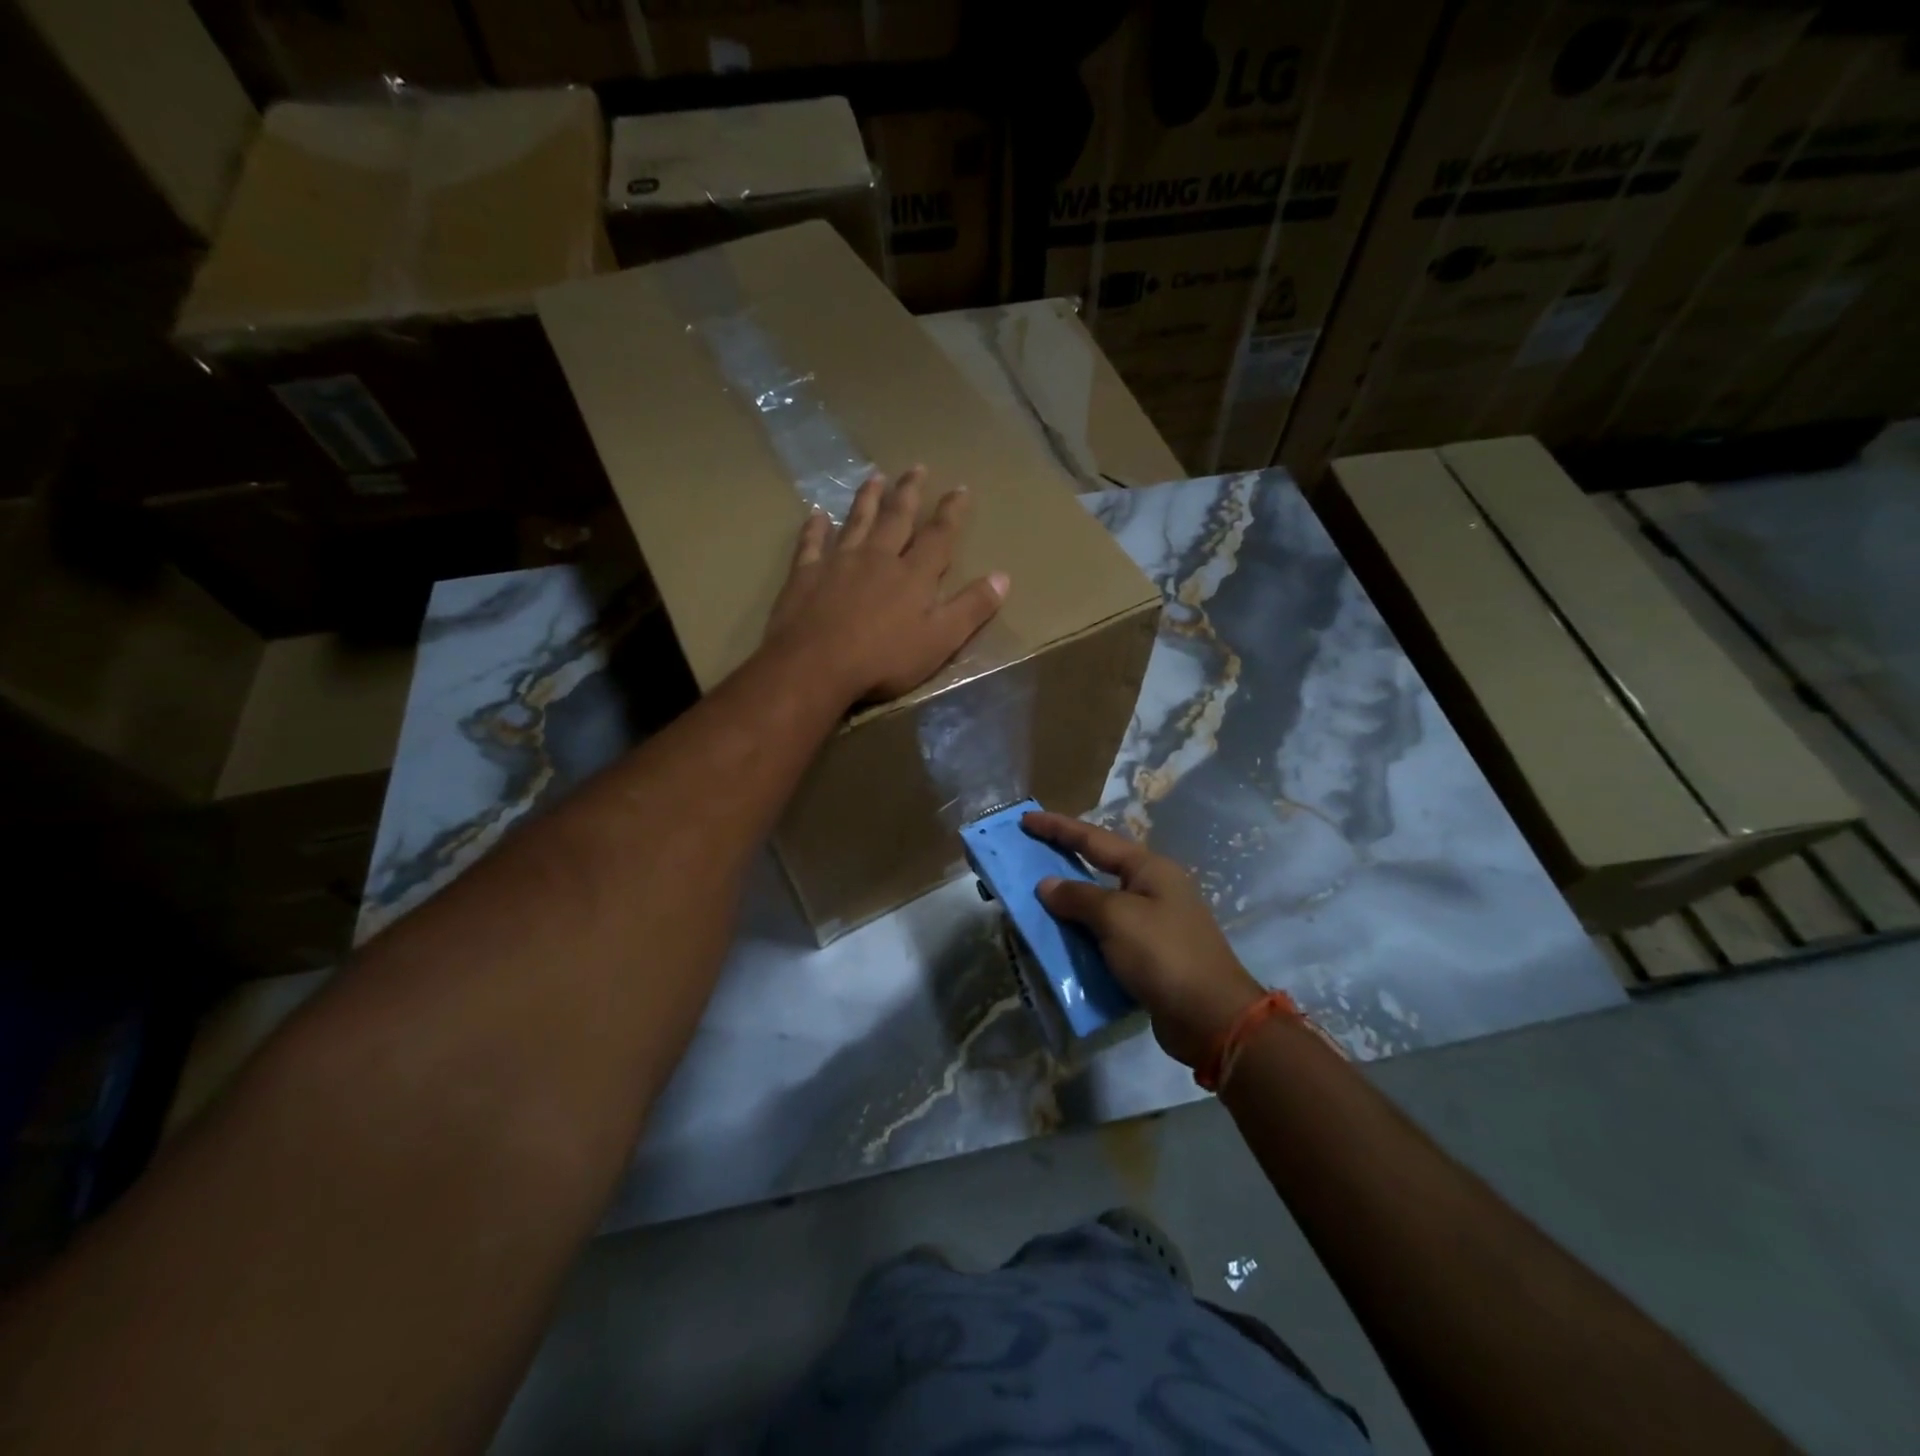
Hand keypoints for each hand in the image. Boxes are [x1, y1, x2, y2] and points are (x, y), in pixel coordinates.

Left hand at [763, 467, 1008, 704]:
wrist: (816, 666)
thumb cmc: (883, 660)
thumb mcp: (940, 640)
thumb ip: (971, 608)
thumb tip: (1003, 577)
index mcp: (913, 575)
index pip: (938, 536)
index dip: (951, 512)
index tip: (960, 488)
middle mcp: (877, 557)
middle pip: (896, 518)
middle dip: (909, 493)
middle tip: (916, 467)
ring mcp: (838, 562)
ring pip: (856, 521)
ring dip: (867, 499)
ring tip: (875, 477)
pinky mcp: (805, 574)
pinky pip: (811, 543)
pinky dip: (814, 528)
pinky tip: (816, 514)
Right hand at [1024, 812, 1264, 1067]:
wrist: (1210, 1018)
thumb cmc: (1164, 955)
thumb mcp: (1116, 918)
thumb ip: (1078, 897)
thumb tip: (1047, 885)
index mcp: (1150, 869)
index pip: (1094, 839)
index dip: (1058, 827)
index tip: (1026, 818)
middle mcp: (1153, 889)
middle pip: (1098, 867)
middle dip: (1063, 861)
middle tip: (1027, 855)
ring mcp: (1153, 923)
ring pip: (1101, 905)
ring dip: (1070, 904)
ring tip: (1034, 901)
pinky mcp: (1149, 955)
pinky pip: (1106, 936)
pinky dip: (1082, 935)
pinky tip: (1060, 941)